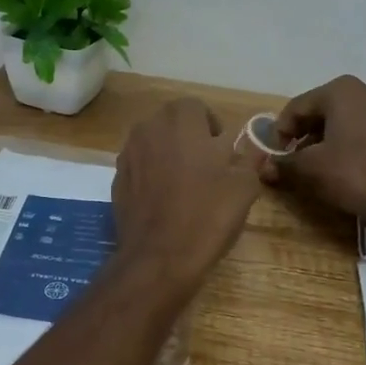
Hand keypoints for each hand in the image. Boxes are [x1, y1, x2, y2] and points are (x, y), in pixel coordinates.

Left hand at [113, 98, 262, 297]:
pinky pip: (139, 167)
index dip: (212, 127)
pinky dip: (151, 176)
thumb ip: (248, 159)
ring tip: (185, 185)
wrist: (159, 257)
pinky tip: (164, 202)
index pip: (196, 107)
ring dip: (168, 155)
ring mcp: (127, 154)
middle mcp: (148, 129)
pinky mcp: (116, 180)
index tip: (223, 152)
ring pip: (152, 143)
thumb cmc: (207, 215)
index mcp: (181, 121)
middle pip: (171, 122)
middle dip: (188, 137)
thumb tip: (250, 150)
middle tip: (206, 167)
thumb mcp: (244, 186)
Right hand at [263, 76, 365, 236]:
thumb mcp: (310, 169)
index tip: (273, 157)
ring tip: (310, 169)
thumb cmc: (354, 174)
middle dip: (299, 137)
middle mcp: (363, 91)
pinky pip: (357, 131)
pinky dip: (341, 146)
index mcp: (340, 90)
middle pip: (317, 112)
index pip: (296, 108)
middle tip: (289, 162)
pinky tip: (336, 169)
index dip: (279, 133)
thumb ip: (283, 164)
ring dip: (319, 143)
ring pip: (337, 122)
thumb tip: (262, 168)